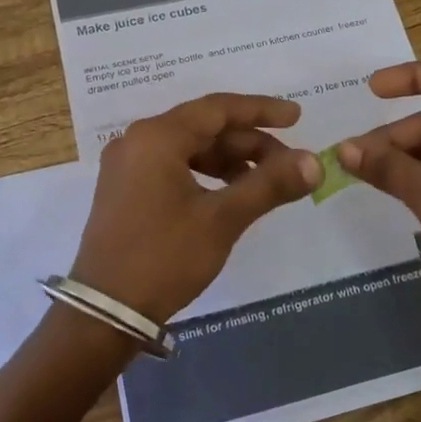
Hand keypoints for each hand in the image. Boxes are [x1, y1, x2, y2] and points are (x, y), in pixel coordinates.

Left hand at [70, 93, 320, 325]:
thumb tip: (315, 162)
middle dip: (249, 143)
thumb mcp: (222, 219)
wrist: (105, 312)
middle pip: (204, 128)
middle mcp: (137, 141)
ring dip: (229, 160)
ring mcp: (127, 166)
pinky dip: (206, 174)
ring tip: (265, 182)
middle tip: (288, 164)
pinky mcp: (125, 190)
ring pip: (189, 148)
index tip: (297, 117)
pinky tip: (230, 194)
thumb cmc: (165, 257)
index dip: (261, 110)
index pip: (218, 109)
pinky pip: (173, 166)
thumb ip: (270, 184)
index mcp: (156, 137)